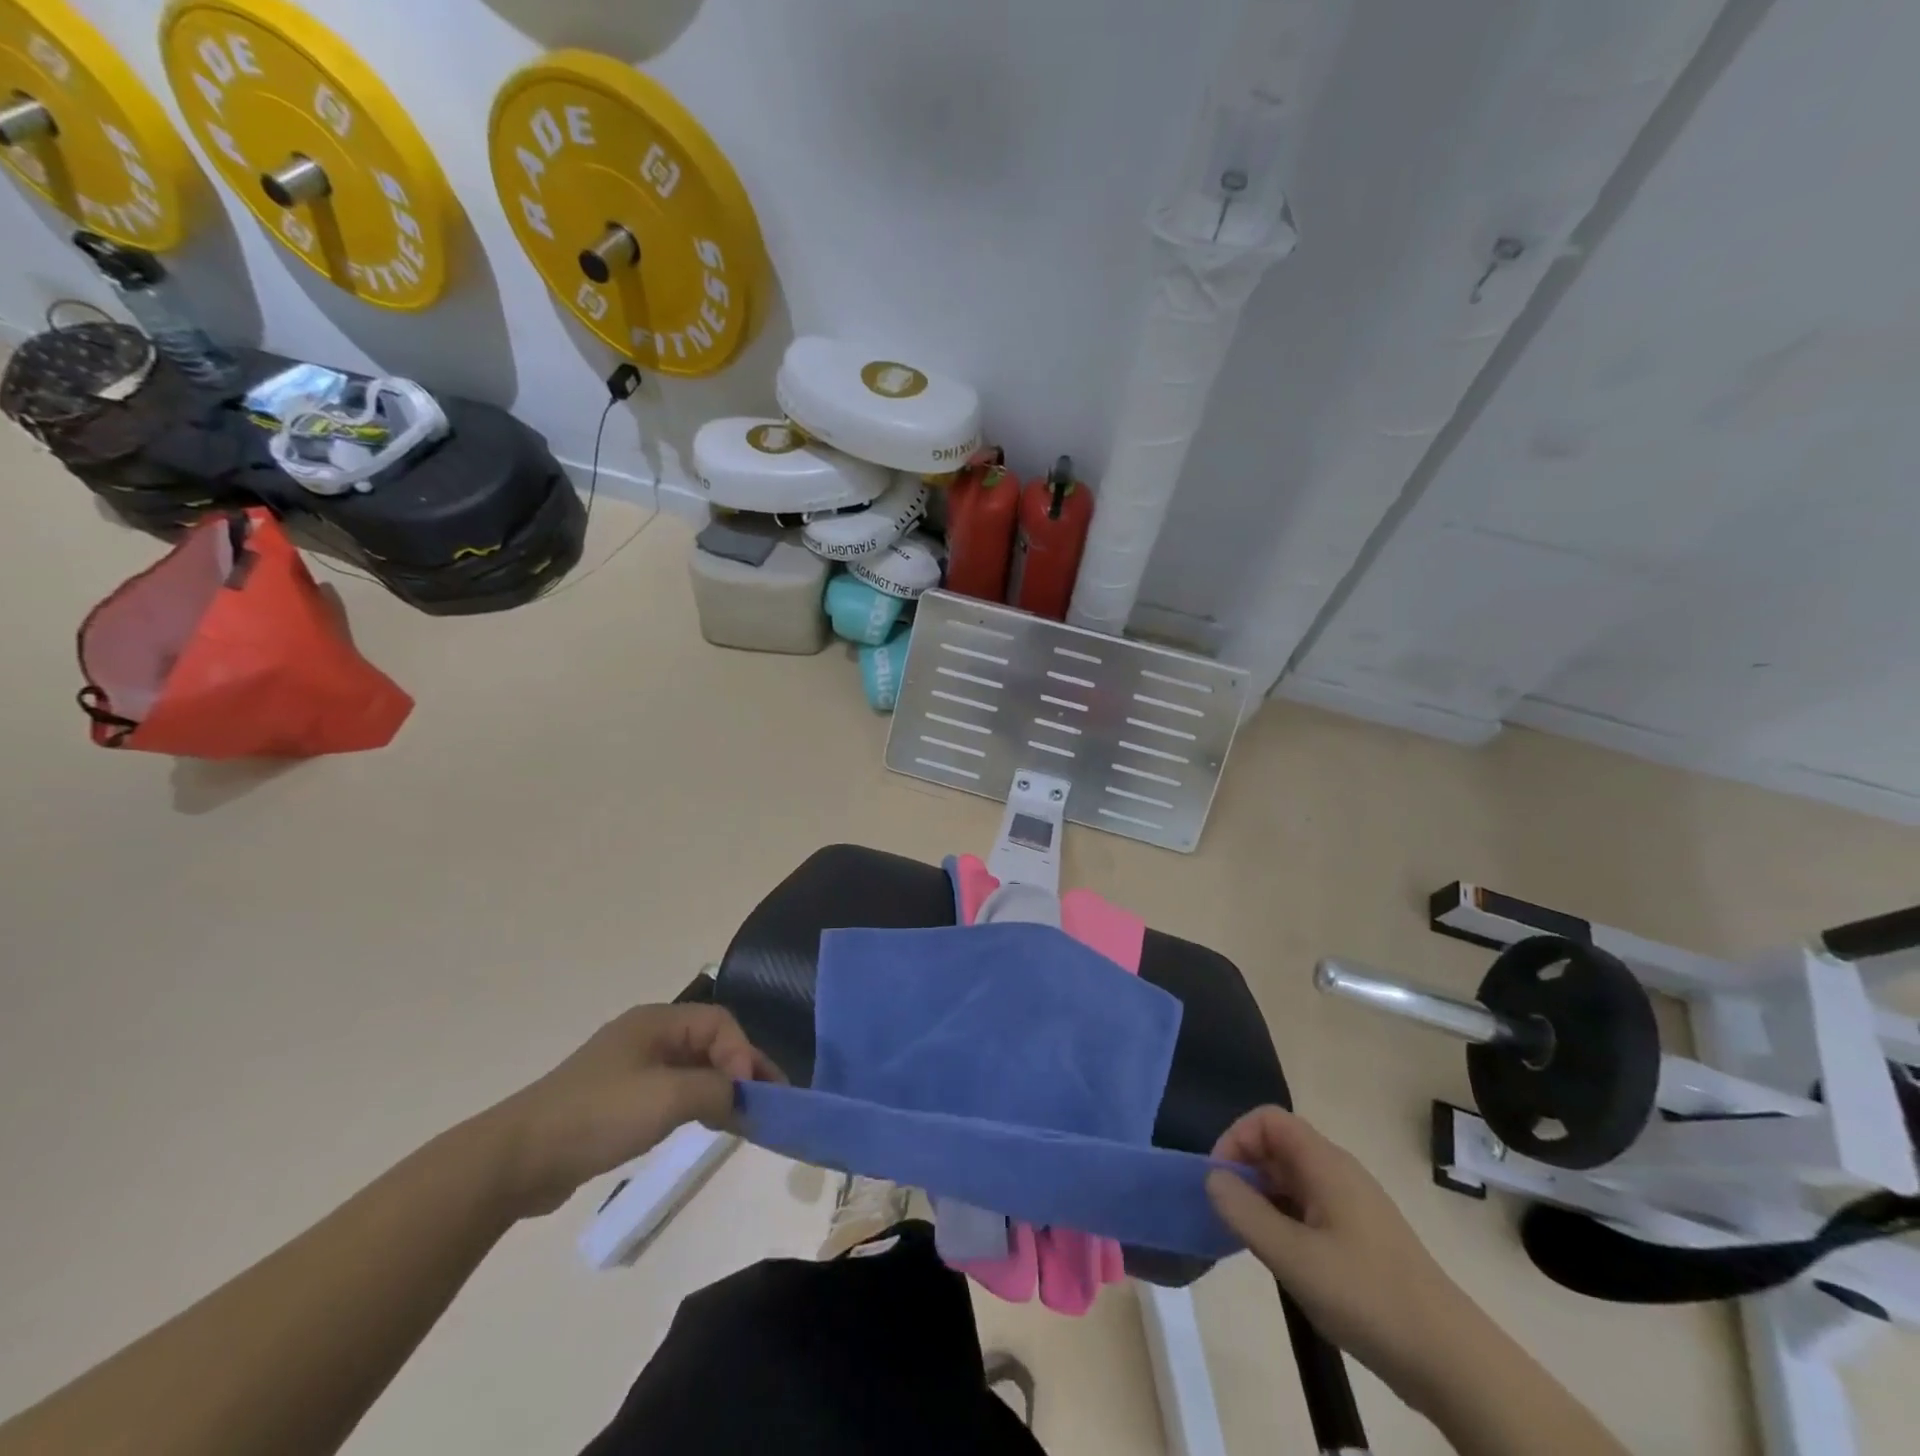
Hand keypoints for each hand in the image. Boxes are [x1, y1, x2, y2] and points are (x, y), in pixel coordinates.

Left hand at [478, 1004, 783, 1218]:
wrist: (517, 1159)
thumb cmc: (598, 1116)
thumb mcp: (667, 1097)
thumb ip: (716, 1089)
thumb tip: (744, 1095)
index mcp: (657, 1021)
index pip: (720, 1023)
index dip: (743, 1053)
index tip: (752, 1092)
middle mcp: (647, 1036)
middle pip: (709, 1043)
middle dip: (740, 1070)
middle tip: (767, 1103)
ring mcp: (630, 1068)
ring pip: (692, 1069)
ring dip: (720, 1088)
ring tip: (744, 1118)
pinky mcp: (618, 1100)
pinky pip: (671, 1092)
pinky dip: (695, 1104)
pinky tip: (705, 1125)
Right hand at [1207, 1107, 1475, 1398]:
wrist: (1453, 1361)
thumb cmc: (1367, 1297)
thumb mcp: (1294, 1257)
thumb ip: (1245, 1212)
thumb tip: (1212, 1178)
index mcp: (1325, 1163)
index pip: (1268, 1119)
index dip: (1236, 1138)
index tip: (1219, 1181)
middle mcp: (1339, 1172)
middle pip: (1279, 1146)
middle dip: (1246, 1171)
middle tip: (1228, 1214)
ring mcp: (1353, 1205)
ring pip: (1293, 1180)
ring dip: (1263, 1199)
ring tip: (1251, 1241)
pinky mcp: (1361, 1237)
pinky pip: (1309, 1208)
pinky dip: (1285, 1220)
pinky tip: (1283, 1260)